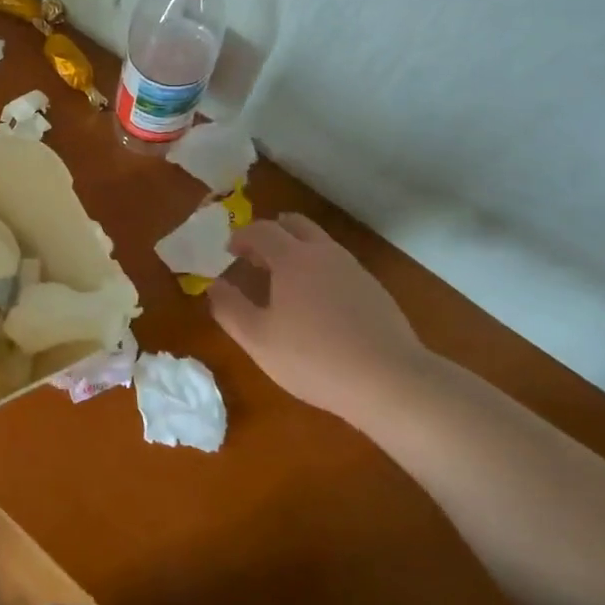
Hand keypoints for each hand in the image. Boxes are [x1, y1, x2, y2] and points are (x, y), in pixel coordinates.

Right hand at [208, 214, 426, 413]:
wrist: (390, 380)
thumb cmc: (313, 357)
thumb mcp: (258, 339)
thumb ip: (230, 309)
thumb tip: (214, 286)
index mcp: (292, 258)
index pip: (261, 230)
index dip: (241, 236)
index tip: (229, 251)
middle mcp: (324, 253)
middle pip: (295, 224)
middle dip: (272, 233)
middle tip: (256, 256)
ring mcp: (354, 270)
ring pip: (320, 244)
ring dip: (297, 251)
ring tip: (284, 282)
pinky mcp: (375, 291)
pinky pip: (339, 267)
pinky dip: (320, 271)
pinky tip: (318, 306)